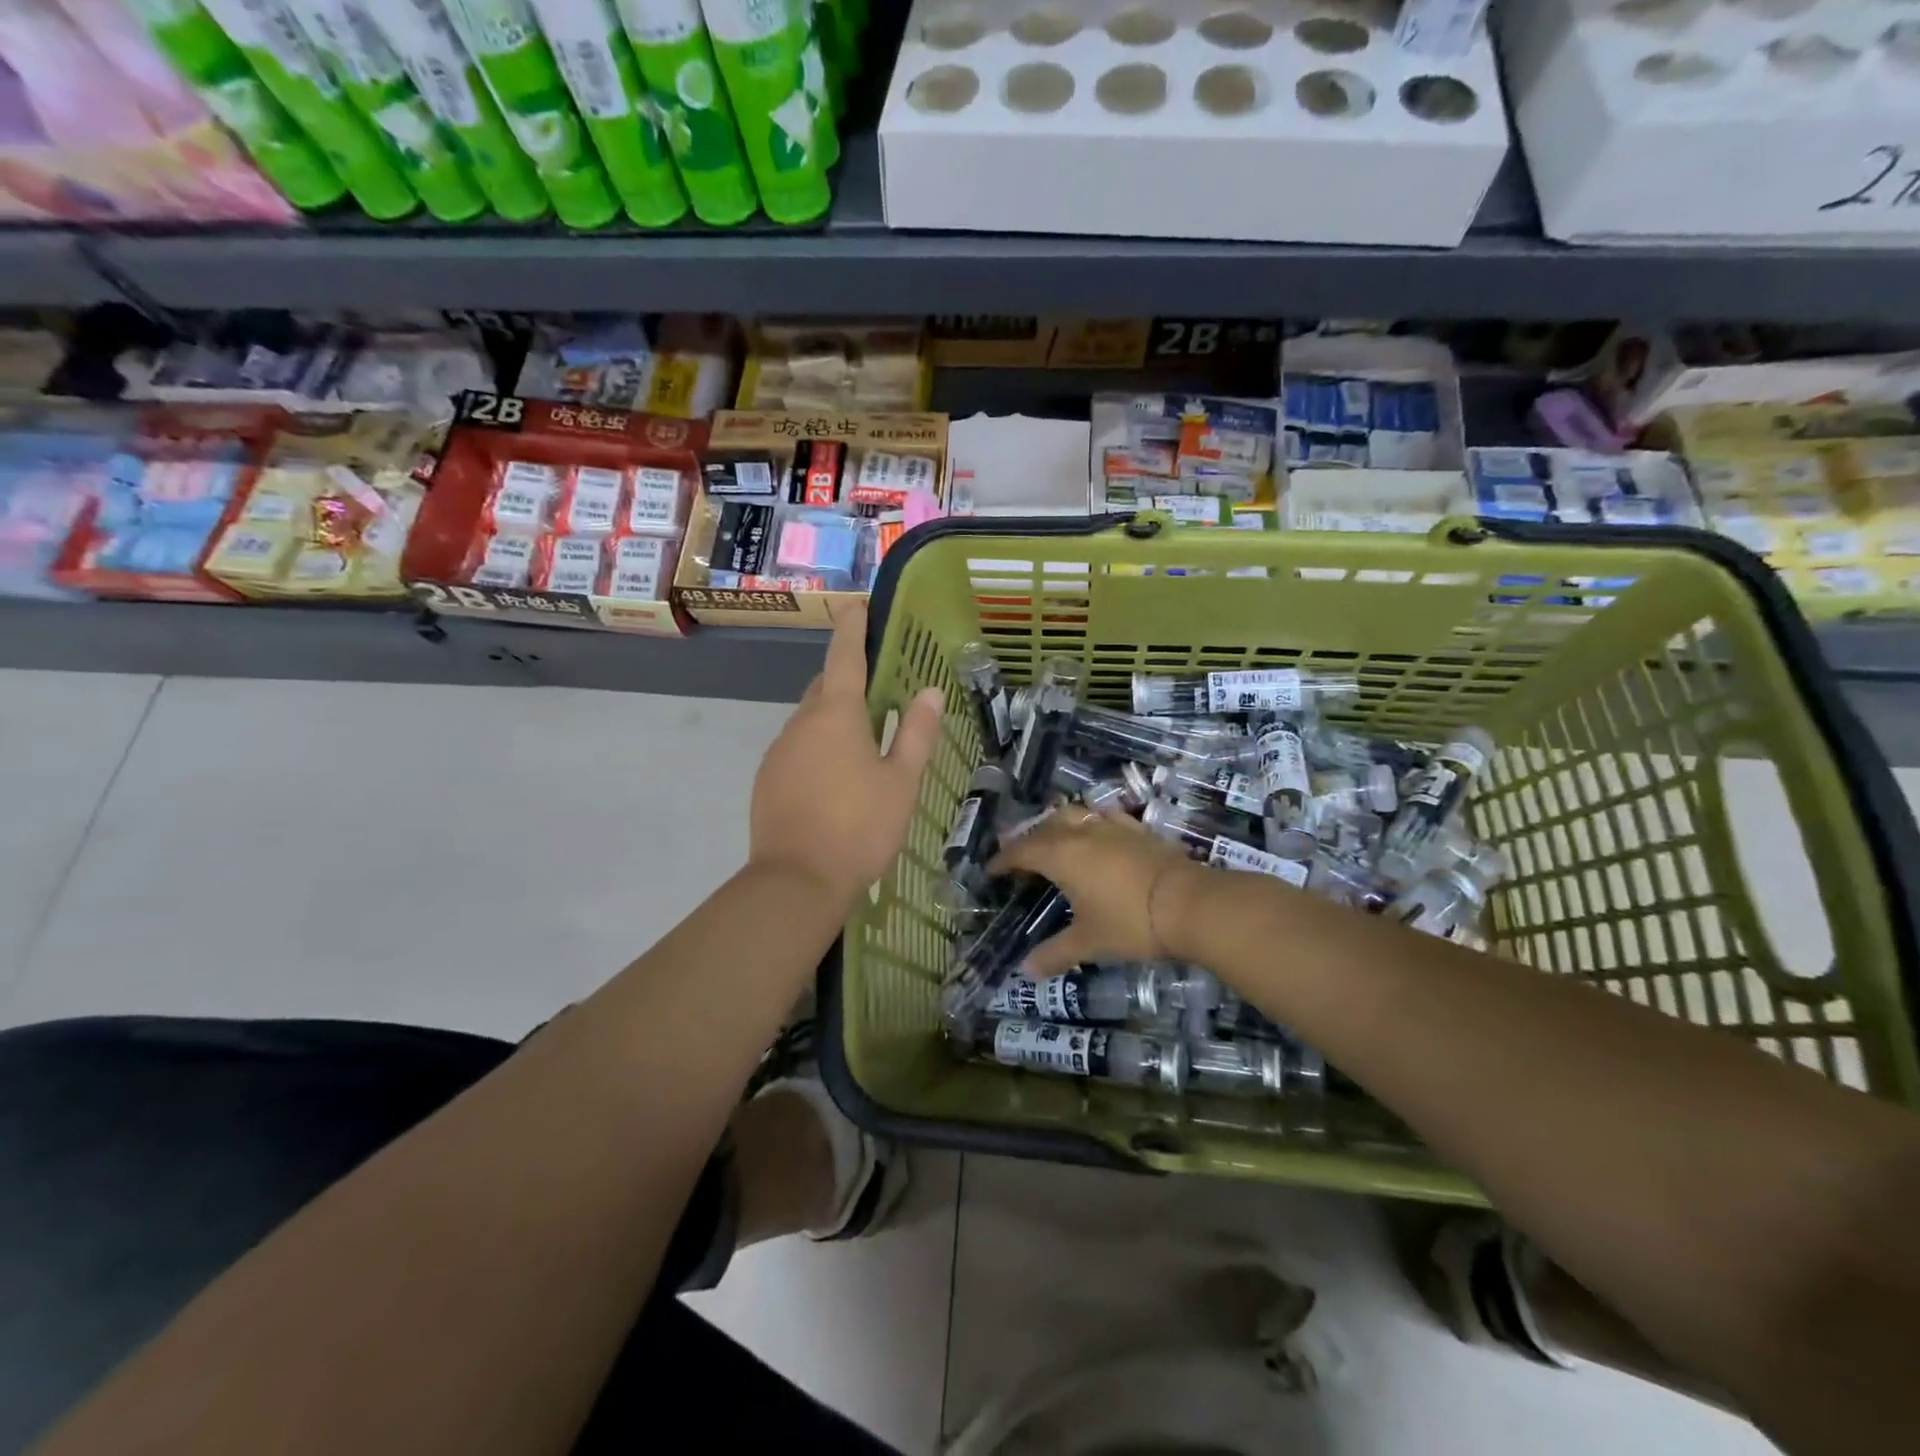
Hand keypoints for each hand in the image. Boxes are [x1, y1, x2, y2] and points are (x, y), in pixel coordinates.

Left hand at [749, 601, 942, 908]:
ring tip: (863, 743)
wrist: (797, 881)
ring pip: (809, 721)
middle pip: (825, 688)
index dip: (852, 629)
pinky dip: (818, 749)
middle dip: (847, 680)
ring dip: (833, 720)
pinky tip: (835, 779)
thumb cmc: (860, 827)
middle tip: (877, 689)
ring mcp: (778, 752)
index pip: (844, 657)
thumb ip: (916, 733)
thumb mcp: (901, 781)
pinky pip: (797, 749)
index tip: (855, 605)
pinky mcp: (767, 780)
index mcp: (836, 715)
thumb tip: (930, 691)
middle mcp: (801, 723)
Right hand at [988, 810, 1205, 977]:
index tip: (991, 870)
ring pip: (1075, 815)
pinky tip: (1099, 837)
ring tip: (1054, 840)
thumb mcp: (1089, 942)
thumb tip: (1026, 970)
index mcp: (1061, 856)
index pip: (1021, 851)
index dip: (1003, 860)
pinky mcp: (1138, 830)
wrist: (1189, 903)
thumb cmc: (1129, 922)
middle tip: (1019, 855)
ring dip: (1057, 825)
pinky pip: (1105, 819)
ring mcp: (1112, 827)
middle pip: (1045, 826)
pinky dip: (1092, 825)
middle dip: (1027, 838)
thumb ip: (1056, 953)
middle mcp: (1081, 834)